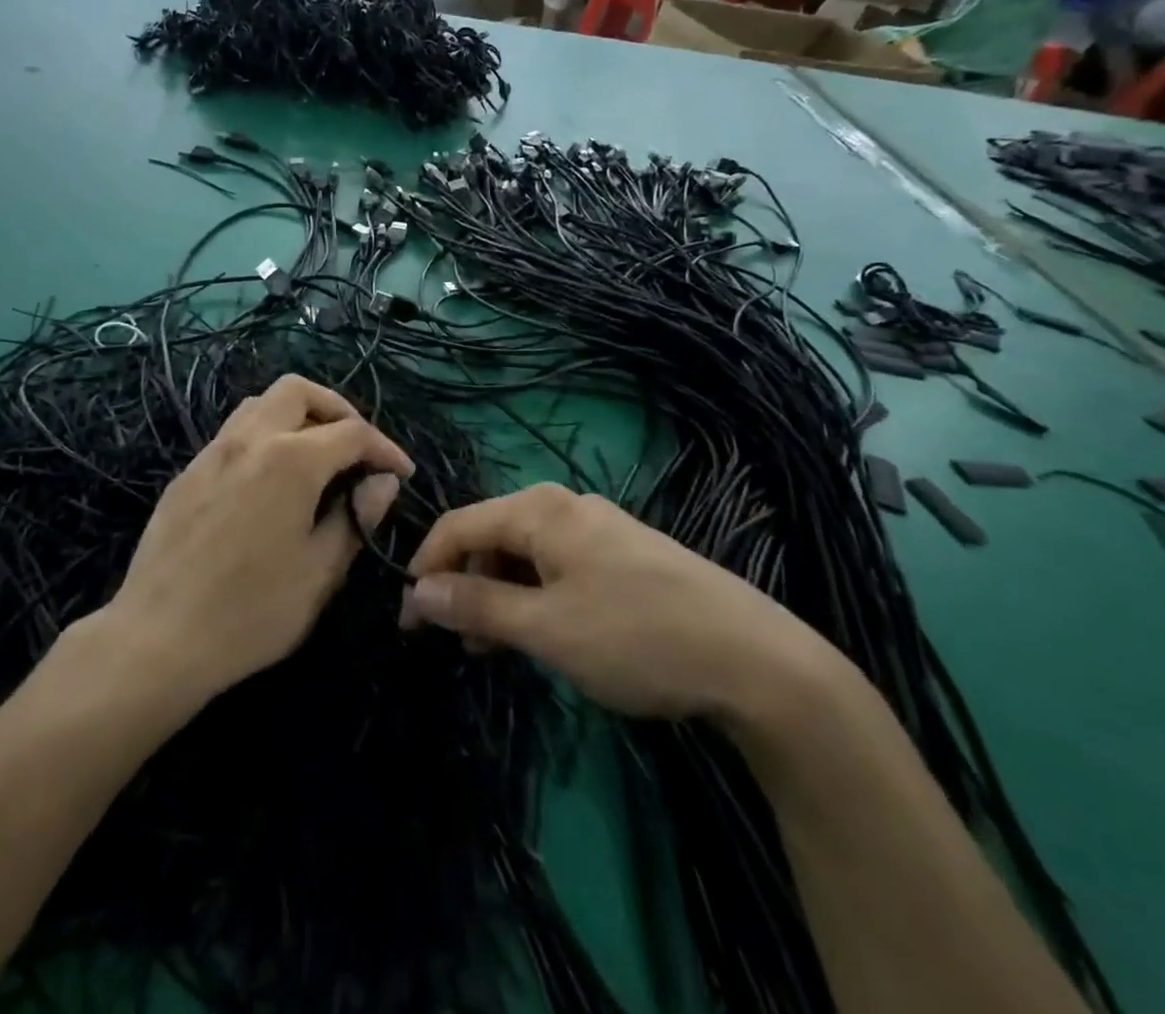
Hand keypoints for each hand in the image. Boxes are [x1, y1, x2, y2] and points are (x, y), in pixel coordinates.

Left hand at [102, 375, 413, 703]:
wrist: (158, 637)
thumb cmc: (252, 611)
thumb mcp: (320, 571)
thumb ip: (356, 517)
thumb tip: (381, 482)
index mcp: (290, 459)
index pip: (352, 432)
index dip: (384, 448)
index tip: (402, 473)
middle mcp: (250, 439)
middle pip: (299, 391)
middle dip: (337, 410)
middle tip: (357, 449)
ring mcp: (212, 452)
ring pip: (260, 404)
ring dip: (296, 417)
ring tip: (316, 458)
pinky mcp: (188, 473)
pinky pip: (233, 433)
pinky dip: (264, 437)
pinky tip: (270, 481)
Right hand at [400, 484, 838, 721]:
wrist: (757, 660)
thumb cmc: (636, 637)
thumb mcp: (544, 628)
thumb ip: (476, 605)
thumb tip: (417, 592)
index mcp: (539, 509)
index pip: (458, 525)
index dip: (425, 568)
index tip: (408, 621)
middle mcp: (564, 504)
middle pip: (490, 536)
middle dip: (464, 584)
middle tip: (456, 644)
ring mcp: (598, 527)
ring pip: (524, 553)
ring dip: (499, 595)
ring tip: (497, 649)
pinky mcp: (623, 553)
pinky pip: (557, 565)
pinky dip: (535, 596)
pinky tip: (544, 633)